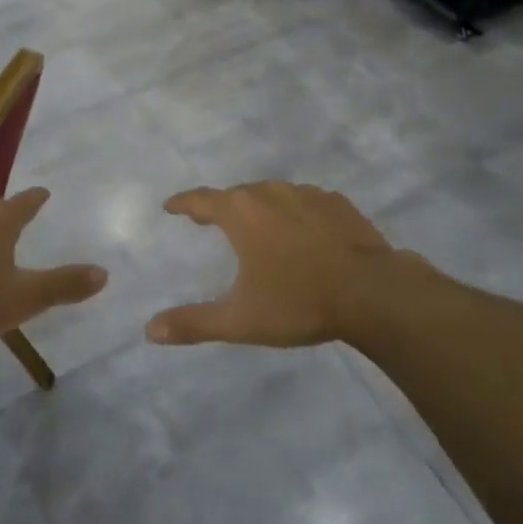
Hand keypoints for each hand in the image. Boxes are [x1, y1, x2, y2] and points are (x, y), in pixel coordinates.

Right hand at [147, 181, 419, 347]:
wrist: (373, 293)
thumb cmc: (299, 302)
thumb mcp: (241, 319)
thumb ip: (194, 323)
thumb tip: (149, 331)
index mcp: (241, 213)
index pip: (201, 200)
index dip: (183, 203)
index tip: (171, 206)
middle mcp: (270, 193)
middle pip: (237, 195)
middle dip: (221, 207)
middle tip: (211, 221)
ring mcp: (307, 194)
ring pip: (272, 195)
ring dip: (259, 208)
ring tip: (257, 227)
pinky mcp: (337, 203)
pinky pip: (305, 202)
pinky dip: (295, 213)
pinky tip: (302, 231)